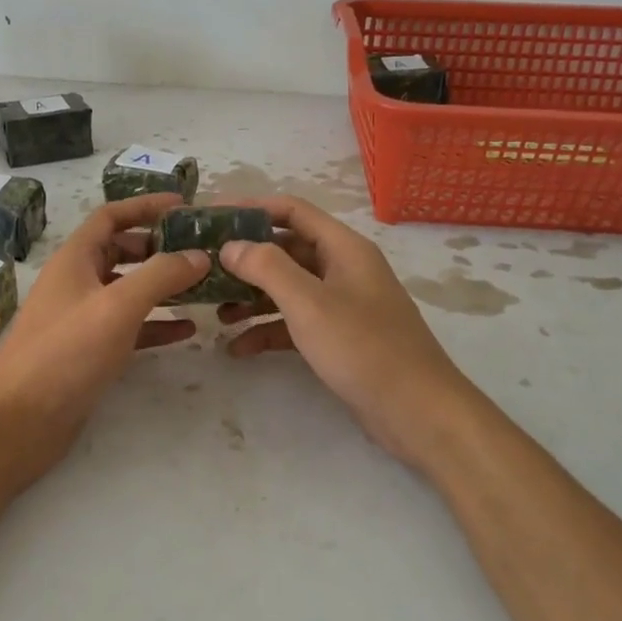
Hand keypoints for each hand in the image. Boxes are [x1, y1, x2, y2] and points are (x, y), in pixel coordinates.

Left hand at [0, 193, 209, 487]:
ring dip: (163, 287)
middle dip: (159, 248)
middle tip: (200, 251)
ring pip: (129, 292)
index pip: (111, 217)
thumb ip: (161, 276)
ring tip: (203, 288)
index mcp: (75, 260)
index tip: (185, 206)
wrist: (19, 421)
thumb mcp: (117, 306)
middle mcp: (77, 283)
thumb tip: (200, 255)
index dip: (146, 206)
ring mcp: (82, 319)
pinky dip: (157, 326)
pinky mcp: (90, 353)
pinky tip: (188, 332)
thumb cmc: (65, 353)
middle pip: (121, 252)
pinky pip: (130, 329)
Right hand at [215, 196, 486, 470]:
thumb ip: (267, 268)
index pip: (292, 211)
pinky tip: (238, 348)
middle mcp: (343, 269)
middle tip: (204, 268)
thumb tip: (231, 245)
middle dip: (246, 259)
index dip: (250, 209)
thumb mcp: (309, 303)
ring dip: (252, 297)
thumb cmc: (363, 348)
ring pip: (288, 289)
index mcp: (343, 249)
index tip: (210, 217)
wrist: (417, 411)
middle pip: (286, 250)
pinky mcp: (339, 339)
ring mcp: (342, 305)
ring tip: (215, 312)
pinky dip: (268, 330)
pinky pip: (295, 324)